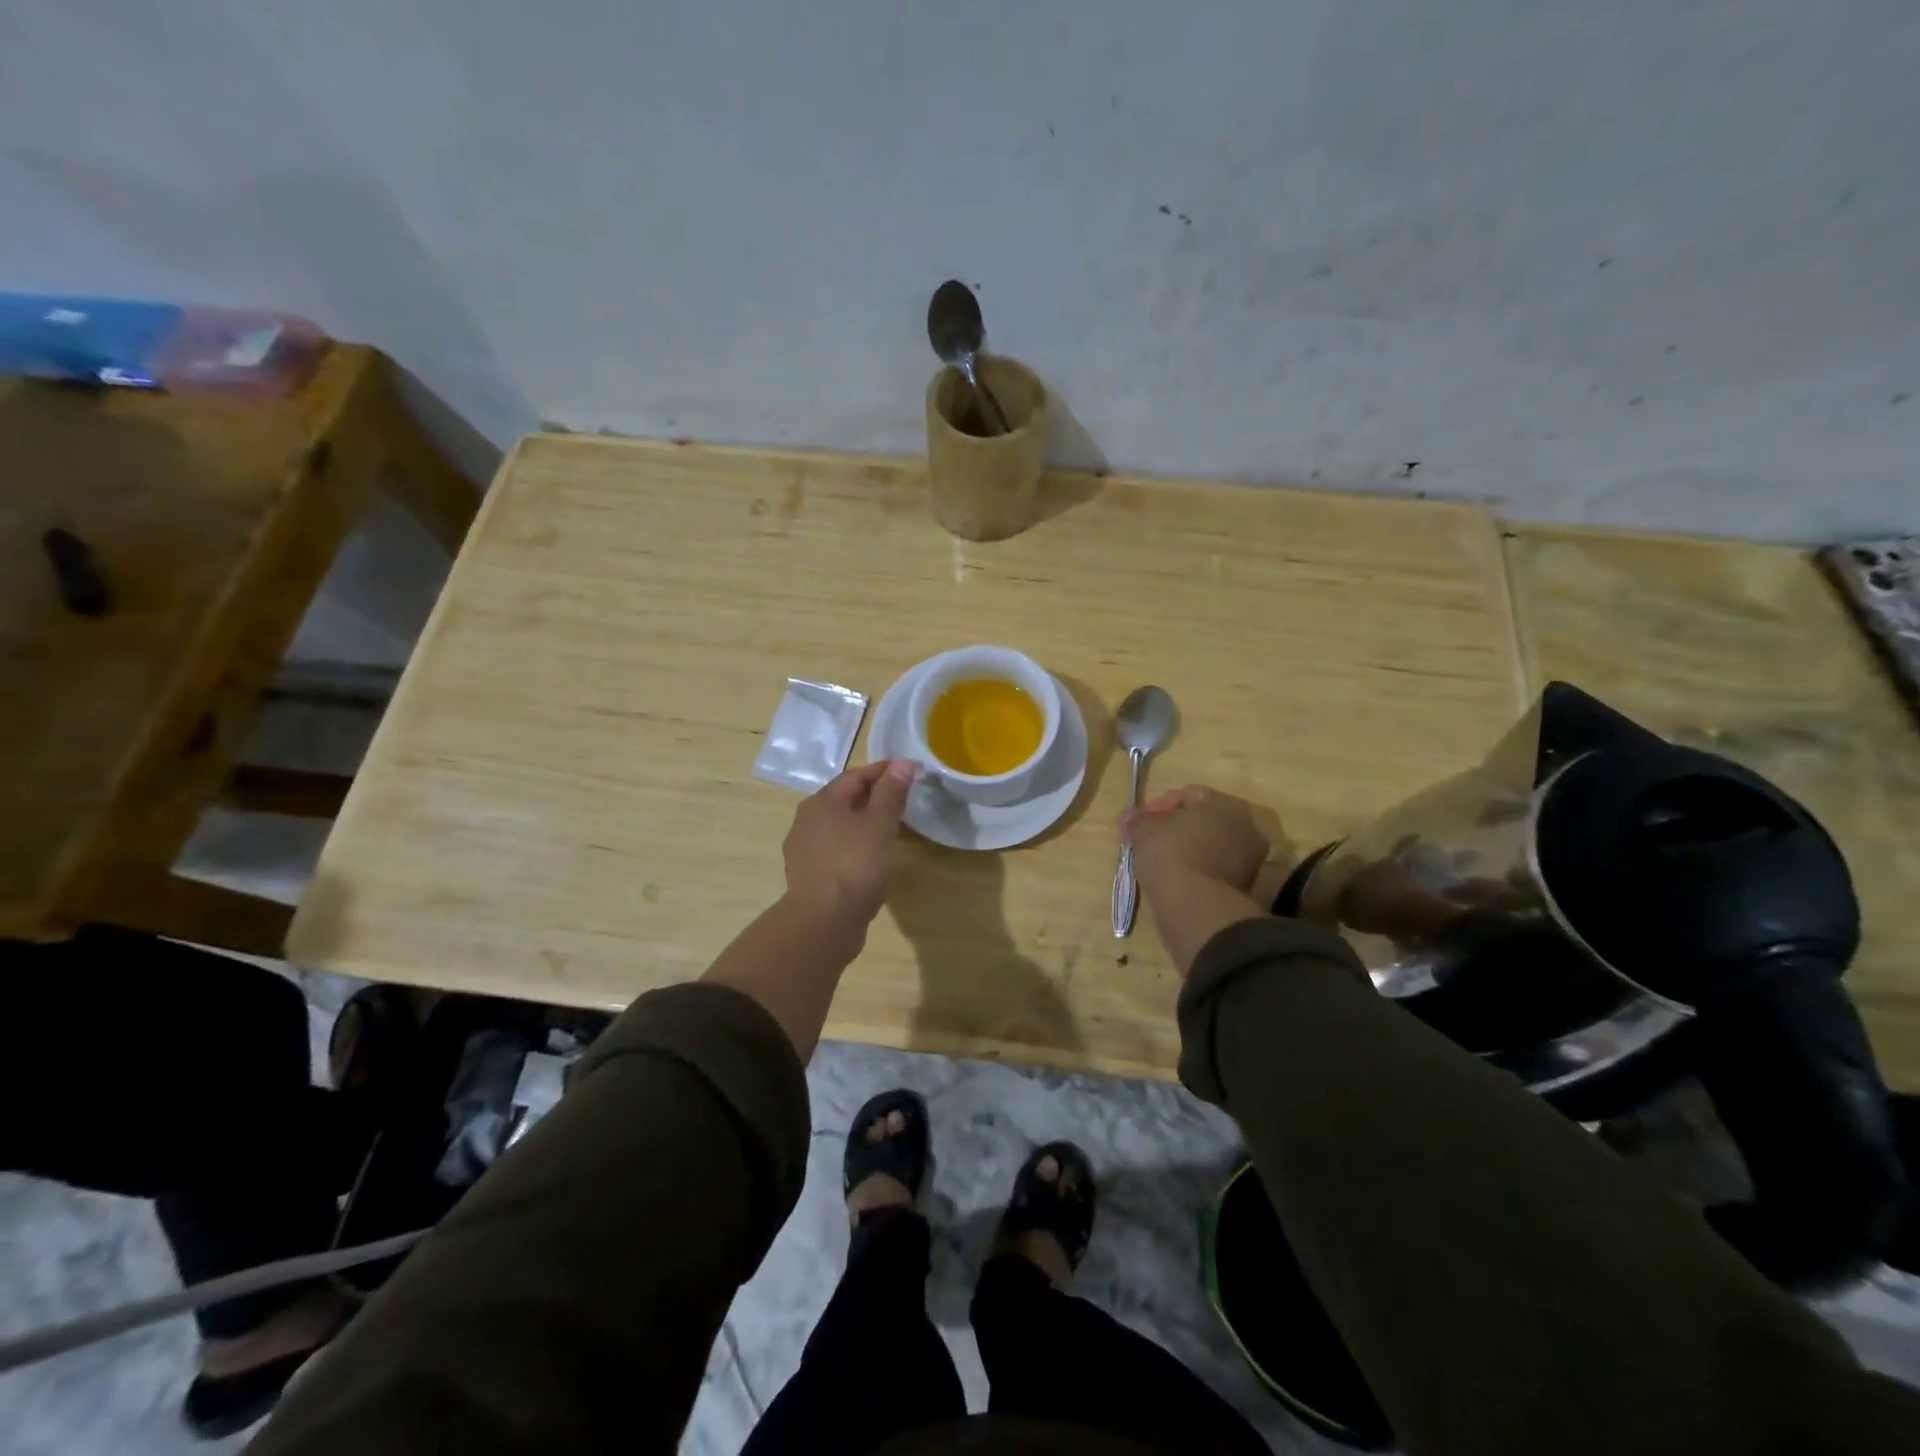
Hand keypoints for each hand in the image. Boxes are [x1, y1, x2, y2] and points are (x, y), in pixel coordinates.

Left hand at [783, 760, 916, 927]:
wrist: (824, 921)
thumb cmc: (855, 865)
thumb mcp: (879, 824)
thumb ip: (890, 793)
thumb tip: (902, 764)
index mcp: (822, 802)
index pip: (855, 776)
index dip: (883, 771)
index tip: (908, 772)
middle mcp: (806, 821)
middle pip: (843, 800)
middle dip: (872, 797)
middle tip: (901, 800)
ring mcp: (804, 850)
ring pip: (838, 827)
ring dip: (862, 824)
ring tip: (889, 830)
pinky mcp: (808, 876)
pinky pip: (835, 851)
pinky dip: (854, 847)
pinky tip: (870, 859)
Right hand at [1123, 786, 1269, 894]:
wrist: (1195, 906)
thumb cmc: (1170, 855)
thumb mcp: (1143, 832)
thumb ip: (1137, 819)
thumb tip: (1130, 815)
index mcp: (1224, 804)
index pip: (1188, 795)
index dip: (1159, 807)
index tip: (1140, 822)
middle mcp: (1245, 825)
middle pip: (1204, 820)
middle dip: (1177, 828)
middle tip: (1152, 840)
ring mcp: (1250, 857)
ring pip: (1212, 845)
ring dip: (1189, 849)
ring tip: (1163, 861)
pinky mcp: (1247, 885)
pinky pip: (1216, 867)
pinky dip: (1199, 869)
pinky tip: (1178, 878)